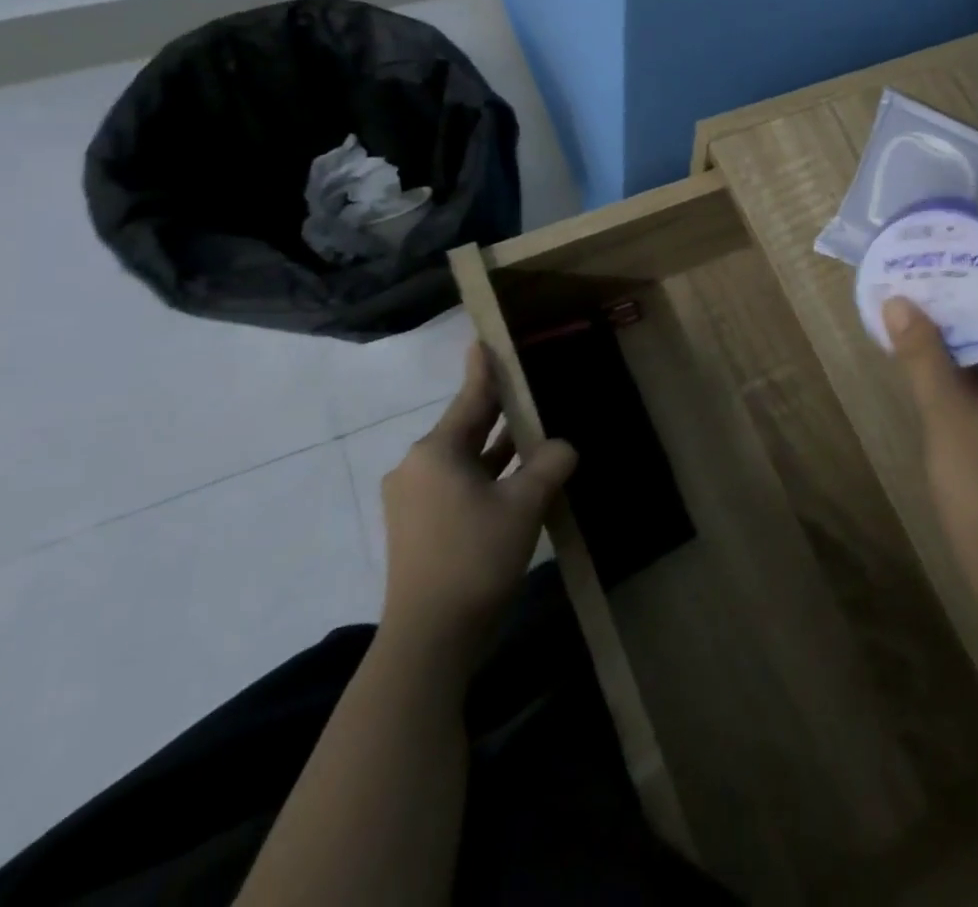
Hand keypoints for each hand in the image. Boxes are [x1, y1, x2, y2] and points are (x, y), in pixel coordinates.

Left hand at [379, 341, 576, 659]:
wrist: (429, 639)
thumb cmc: (475, 557)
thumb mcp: (524, 504)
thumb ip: (549, 464)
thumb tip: (562, 446)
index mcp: (436, 451)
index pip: (470, 397)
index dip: (484, 368)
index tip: (486, 338)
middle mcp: (418, 467)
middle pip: (466, 426)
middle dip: (499, 408)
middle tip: (527, 382)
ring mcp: (415, 499)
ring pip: (465, 458)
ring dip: (497, 446)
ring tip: (533, 426)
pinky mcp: (420, 526)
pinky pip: (459, 483)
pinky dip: (487, 474)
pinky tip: (517, 476)